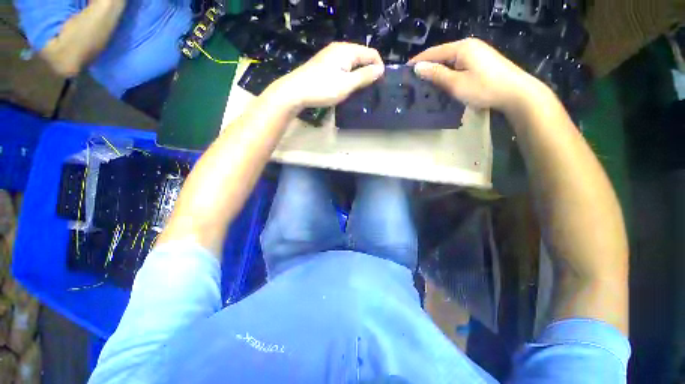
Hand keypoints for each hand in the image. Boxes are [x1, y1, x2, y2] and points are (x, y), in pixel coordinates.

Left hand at [269, 42, 384, 108]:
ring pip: (351, 63)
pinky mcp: (324, 64)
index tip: (380, 84)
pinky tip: (346, 86)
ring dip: (358, 74)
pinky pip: (342, 67)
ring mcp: (330, 56)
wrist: (295, 91)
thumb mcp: (347, 84)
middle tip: (370, 89)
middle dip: (368, 71)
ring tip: (359, 90)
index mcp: (347, 50)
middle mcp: (339, 49)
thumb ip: (364, 76)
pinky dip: (348, 75)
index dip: (378, 67)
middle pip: (361, 56)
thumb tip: (380, 69)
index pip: (371, 53)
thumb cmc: (323, 88)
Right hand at [409, 38, 546, 113]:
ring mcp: (477, 53)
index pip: (434, 52)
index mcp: (462, 47)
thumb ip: (436, 74)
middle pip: (442, 54)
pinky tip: (443, 81)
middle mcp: (469, 46)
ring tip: (425, 82)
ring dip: (438, 70)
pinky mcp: (482, 62)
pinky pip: (459, 64)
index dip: (419, 60)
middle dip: (428, 66)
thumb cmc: (484, 87)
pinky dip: (448, 72)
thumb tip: (418, 67)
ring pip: (451, 60)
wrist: (516, 92)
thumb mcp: (456, 83)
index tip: (405, 70)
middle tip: (414, 79)